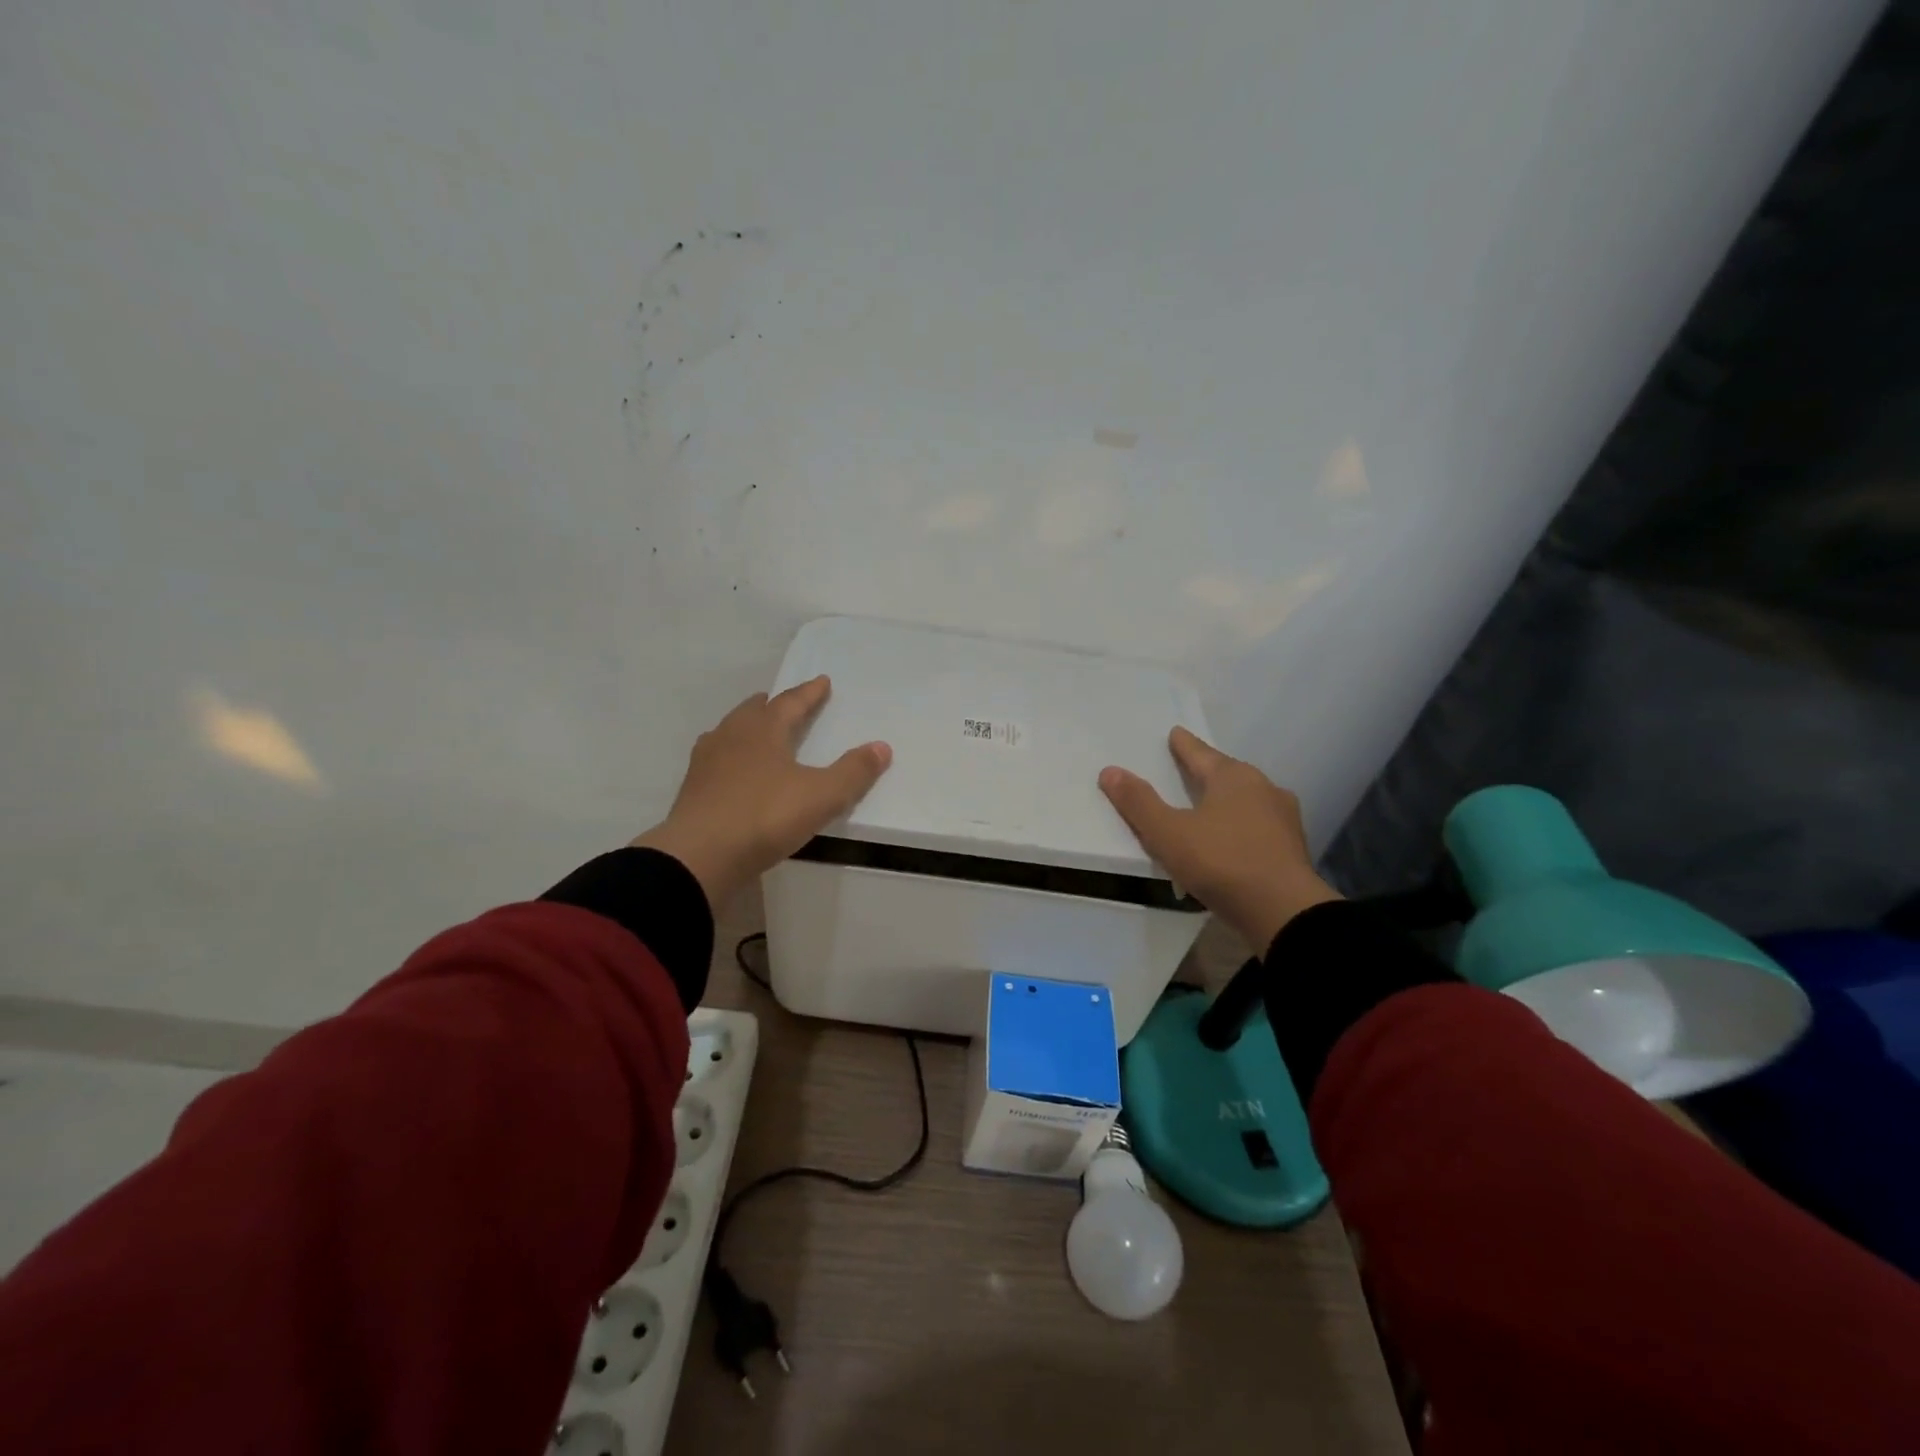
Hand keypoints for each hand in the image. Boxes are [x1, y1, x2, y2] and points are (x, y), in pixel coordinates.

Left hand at [633, 676, 890, 910]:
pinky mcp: (693, 788)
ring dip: (748, 727)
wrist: (700, 856)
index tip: (822, 682)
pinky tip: (733, 770)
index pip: (791, 702)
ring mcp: (707, 761)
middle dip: (774, 705)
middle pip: (754, 711)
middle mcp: (732, 736)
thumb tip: (882, 746)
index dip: (809, 693)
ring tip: (759, 732)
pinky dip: (730, 755)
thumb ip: (853, 772)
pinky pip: (716, 758)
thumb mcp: (821, 796)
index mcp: (763, 729)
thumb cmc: (765, 816)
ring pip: (730, 731)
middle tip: (786, 703)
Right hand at [1099, 727, 1339, 950]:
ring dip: (1226, 801)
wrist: (1284, 912)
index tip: (1175, 733)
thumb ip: (1138, 803)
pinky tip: (1231, 841)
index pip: (1201, 753)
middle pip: (1227, 774)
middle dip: (1207, 772)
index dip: (1183, 745)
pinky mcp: (1292, 848)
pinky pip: (1257, 827)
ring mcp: (1283, 819)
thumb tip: (1109, 771)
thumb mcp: (1168, 834)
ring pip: (1246, 801)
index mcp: (1233, 777)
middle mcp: (1263, 789)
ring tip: (1207, 807)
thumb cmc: (1222, 862)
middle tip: (1188, 769)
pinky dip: (1240, 827)